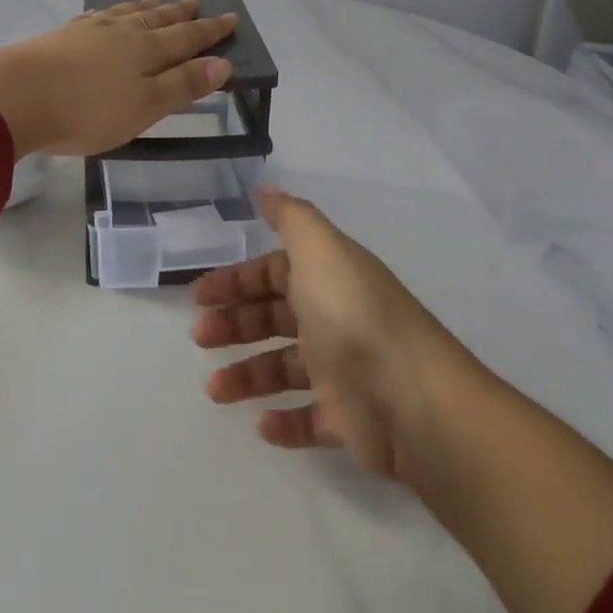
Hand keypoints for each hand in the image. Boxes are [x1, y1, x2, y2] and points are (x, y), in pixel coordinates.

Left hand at [0, 0, 238, 157]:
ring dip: (146, 8)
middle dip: (180, 13)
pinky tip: (105, 15)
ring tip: (158, 1)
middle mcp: (122, 33)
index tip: (231, 18)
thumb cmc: (88, 110)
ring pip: (126, 14)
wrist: (15, 95)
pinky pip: (96, 17)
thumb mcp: (145, 106)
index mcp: (146, 51)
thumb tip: (223, 64)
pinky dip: (110, 13)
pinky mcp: (61, 37)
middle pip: (157, 20)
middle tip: (195, 0)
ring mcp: (89, 32)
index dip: (210, 31)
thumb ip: (182, 85)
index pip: (187, 38)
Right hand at [192, 188, 456, 478]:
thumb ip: (291, 218)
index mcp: (329, 278)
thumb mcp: (320, 250)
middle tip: (200, 337)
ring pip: (285, 369)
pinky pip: (309, 419)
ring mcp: (344, 371)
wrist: (412, 399)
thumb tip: (265, 189)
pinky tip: (262, 423)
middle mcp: (336, 319)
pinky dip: (284, 421)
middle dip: (235, 324)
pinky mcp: (349, 419)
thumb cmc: (354, 316)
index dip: (239, 280)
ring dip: (248, 375)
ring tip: (216, 390)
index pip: (276, 273)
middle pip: (276, 317)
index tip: (200, 295)